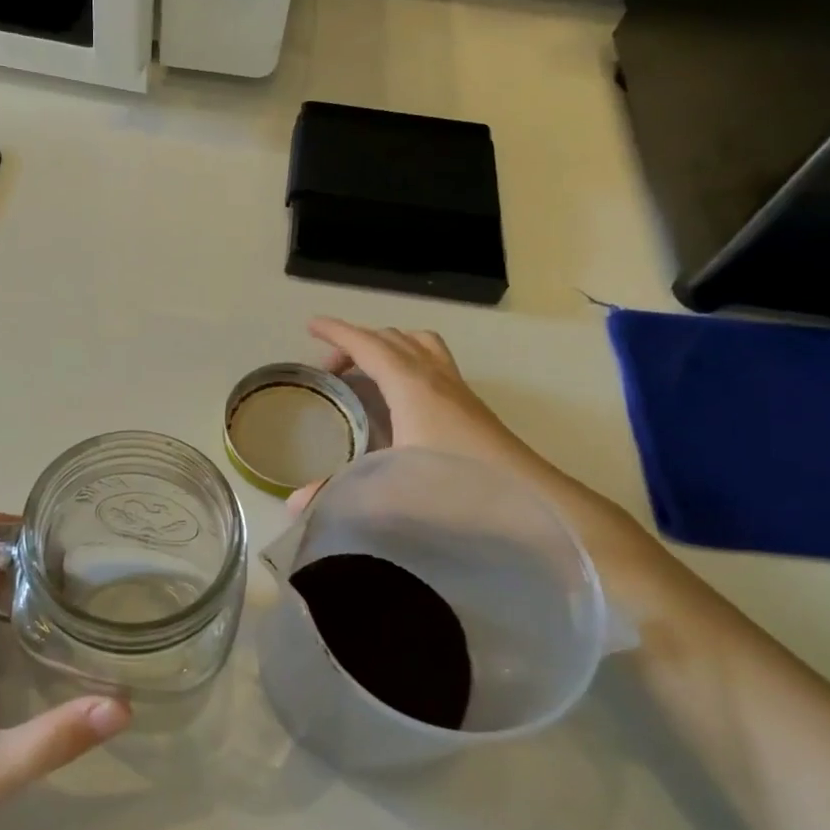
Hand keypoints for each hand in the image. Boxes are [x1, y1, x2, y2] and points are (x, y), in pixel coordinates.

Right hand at [294, 317, 549, 507]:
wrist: (534, 504)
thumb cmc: (458, 491)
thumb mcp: (390, 493)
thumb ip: (339, 496)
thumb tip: (295, 504)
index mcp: (411, 386)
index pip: (368, 346)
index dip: (337, 333)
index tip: (310, 325)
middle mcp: (435, 377)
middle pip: (392, 339)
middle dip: (356, 342)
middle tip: (329, 367)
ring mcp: (458, 389)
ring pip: (420, 344)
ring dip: (388, 346)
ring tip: (367, 370)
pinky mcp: (472, 407)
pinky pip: (433, 363)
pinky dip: (408, 363)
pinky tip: (401, 400)